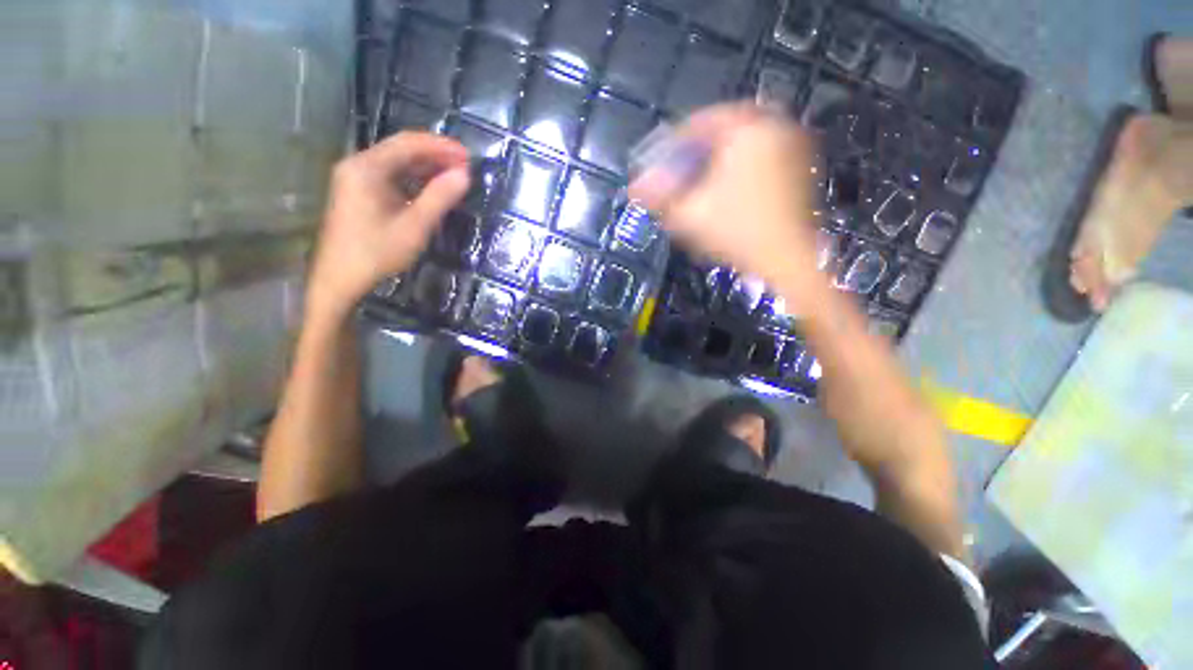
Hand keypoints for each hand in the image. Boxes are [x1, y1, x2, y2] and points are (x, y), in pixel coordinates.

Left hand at [306, 132, 469, 321]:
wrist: (340, 278)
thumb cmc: (377, 252)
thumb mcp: (414, 226)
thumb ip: (439, 198)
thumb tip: (464, 175)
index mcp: (367, 168)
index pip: (408, 144)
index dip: (440, 146)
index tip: (467, 156)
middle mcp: (358, 165)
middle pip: (401, 150)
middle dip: (435, 155)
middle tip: (465, 166)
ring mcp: (356, 179)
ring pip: (396, 163)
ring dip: (426, 167)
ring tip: (454, 176)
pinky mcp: (359, 193)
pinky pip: (391, 177)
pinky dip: (414, 180)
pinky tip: (431, 189)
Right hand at [629, 104, 819, 287]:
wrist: (786, 259)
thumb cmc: (736, 232)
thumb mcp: (690, 214)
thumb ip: (659, 197)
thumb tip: (634, 187)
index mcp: (748, 130)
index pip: (703, 120)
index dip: (677, 139)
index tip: (663, 156)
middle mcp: (775, 127)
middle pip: (727, 128)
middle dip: (701, 146)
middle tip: (684, 164)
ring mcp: (794, 147)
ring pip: (746, 140)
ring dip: (721, 154)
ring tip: (704, 176)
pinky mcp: (801, 168)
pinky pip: (763, 154)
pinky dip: (742, 164)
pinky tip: (730, 187)